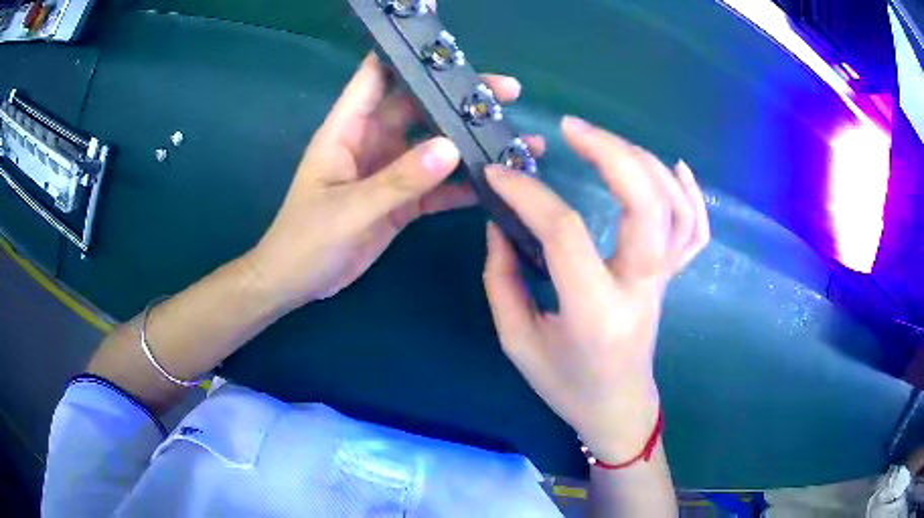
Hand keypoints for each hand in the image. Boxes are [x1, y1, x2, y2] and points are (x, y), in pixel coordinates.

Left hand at [244, 53, 542, 309]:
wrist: (296, 283)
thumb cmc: (305, 240)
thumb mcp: (349, 209)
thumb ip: (398, 180)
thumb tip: (450, 148)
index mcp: (347, 129)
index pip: (375, 75)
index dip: (404, 50)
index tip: (440, 34)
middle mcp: (371, 141)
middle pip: (419, 106)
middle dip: (459, 97)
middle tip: (506, 92)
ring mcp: (388, 170)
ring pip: (435, 145)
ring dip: (470, 141)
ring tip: (515, 138)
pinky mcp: (401, 199)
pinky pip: (437, 185)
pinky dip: (463, 183)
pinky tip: (494, 182)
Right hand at [483, 116, 708, 462]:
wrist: (619, 408)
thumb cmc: (566, 384)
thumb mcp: (517, 341)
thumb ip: (502, 278)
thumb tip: (501, 223)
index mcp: (595, 312)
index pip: (564, 234)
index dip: (527, 195)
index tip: (497, 174)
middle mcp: (640, 288)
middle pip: (646, 204)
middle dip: (611, 153)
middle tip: (571, 127)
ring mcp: (664, 281)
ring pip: (674, 208)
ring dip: (643, 162)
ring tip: (604, 141)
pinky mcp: (671, 278)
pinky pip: (696, 231)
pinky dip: (692, 194)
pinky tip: (674, 166)